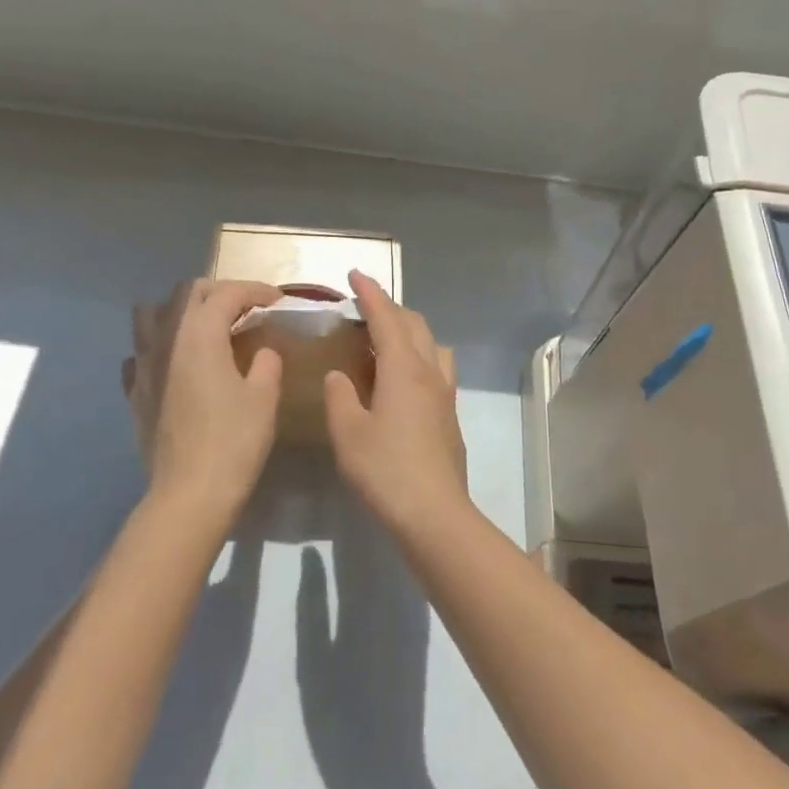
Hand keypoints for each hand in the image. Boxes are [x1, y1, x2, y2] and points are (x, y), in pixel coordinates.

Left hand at [123, 278, 284, 523]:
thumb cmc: (233, 442)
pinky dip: (159, 345)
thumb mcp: (264, 398)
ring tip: (205, 326)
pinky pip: (140, 352)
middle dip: (219, 292)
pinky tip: (175, 362)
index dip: (255, 290)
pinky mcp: (135, 391)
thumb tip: (263, 351)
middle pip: (187, 293)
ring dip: (181, 311)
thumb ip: (266, 363)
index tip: (276, 300)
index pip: (227, 293)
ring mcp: (144, 365)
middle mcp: (166, 339)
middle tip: (246, 308)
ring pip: (153, 314)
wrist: (189, 494)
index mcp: (200, 335)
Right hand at [323, 270, 467, 528]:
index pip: (386, 318)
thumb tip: (339, 376)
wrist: (434, 513)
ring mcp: (445, 394)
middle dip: (390, 308)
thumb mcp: (349, 433)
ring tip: (386, 340)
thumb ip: (340, 397)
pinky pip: (437, 368)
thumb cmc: (386, 470)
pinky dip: (419, 357)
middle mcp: (429, 373)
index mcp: (403, 368)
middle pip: (414, 325)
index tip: (355, 274)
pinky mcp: (450, 415)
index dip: (370, 293)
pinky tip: (402, 379)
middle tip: (364, 306)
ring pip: (432, 345)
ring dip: (410, 331)